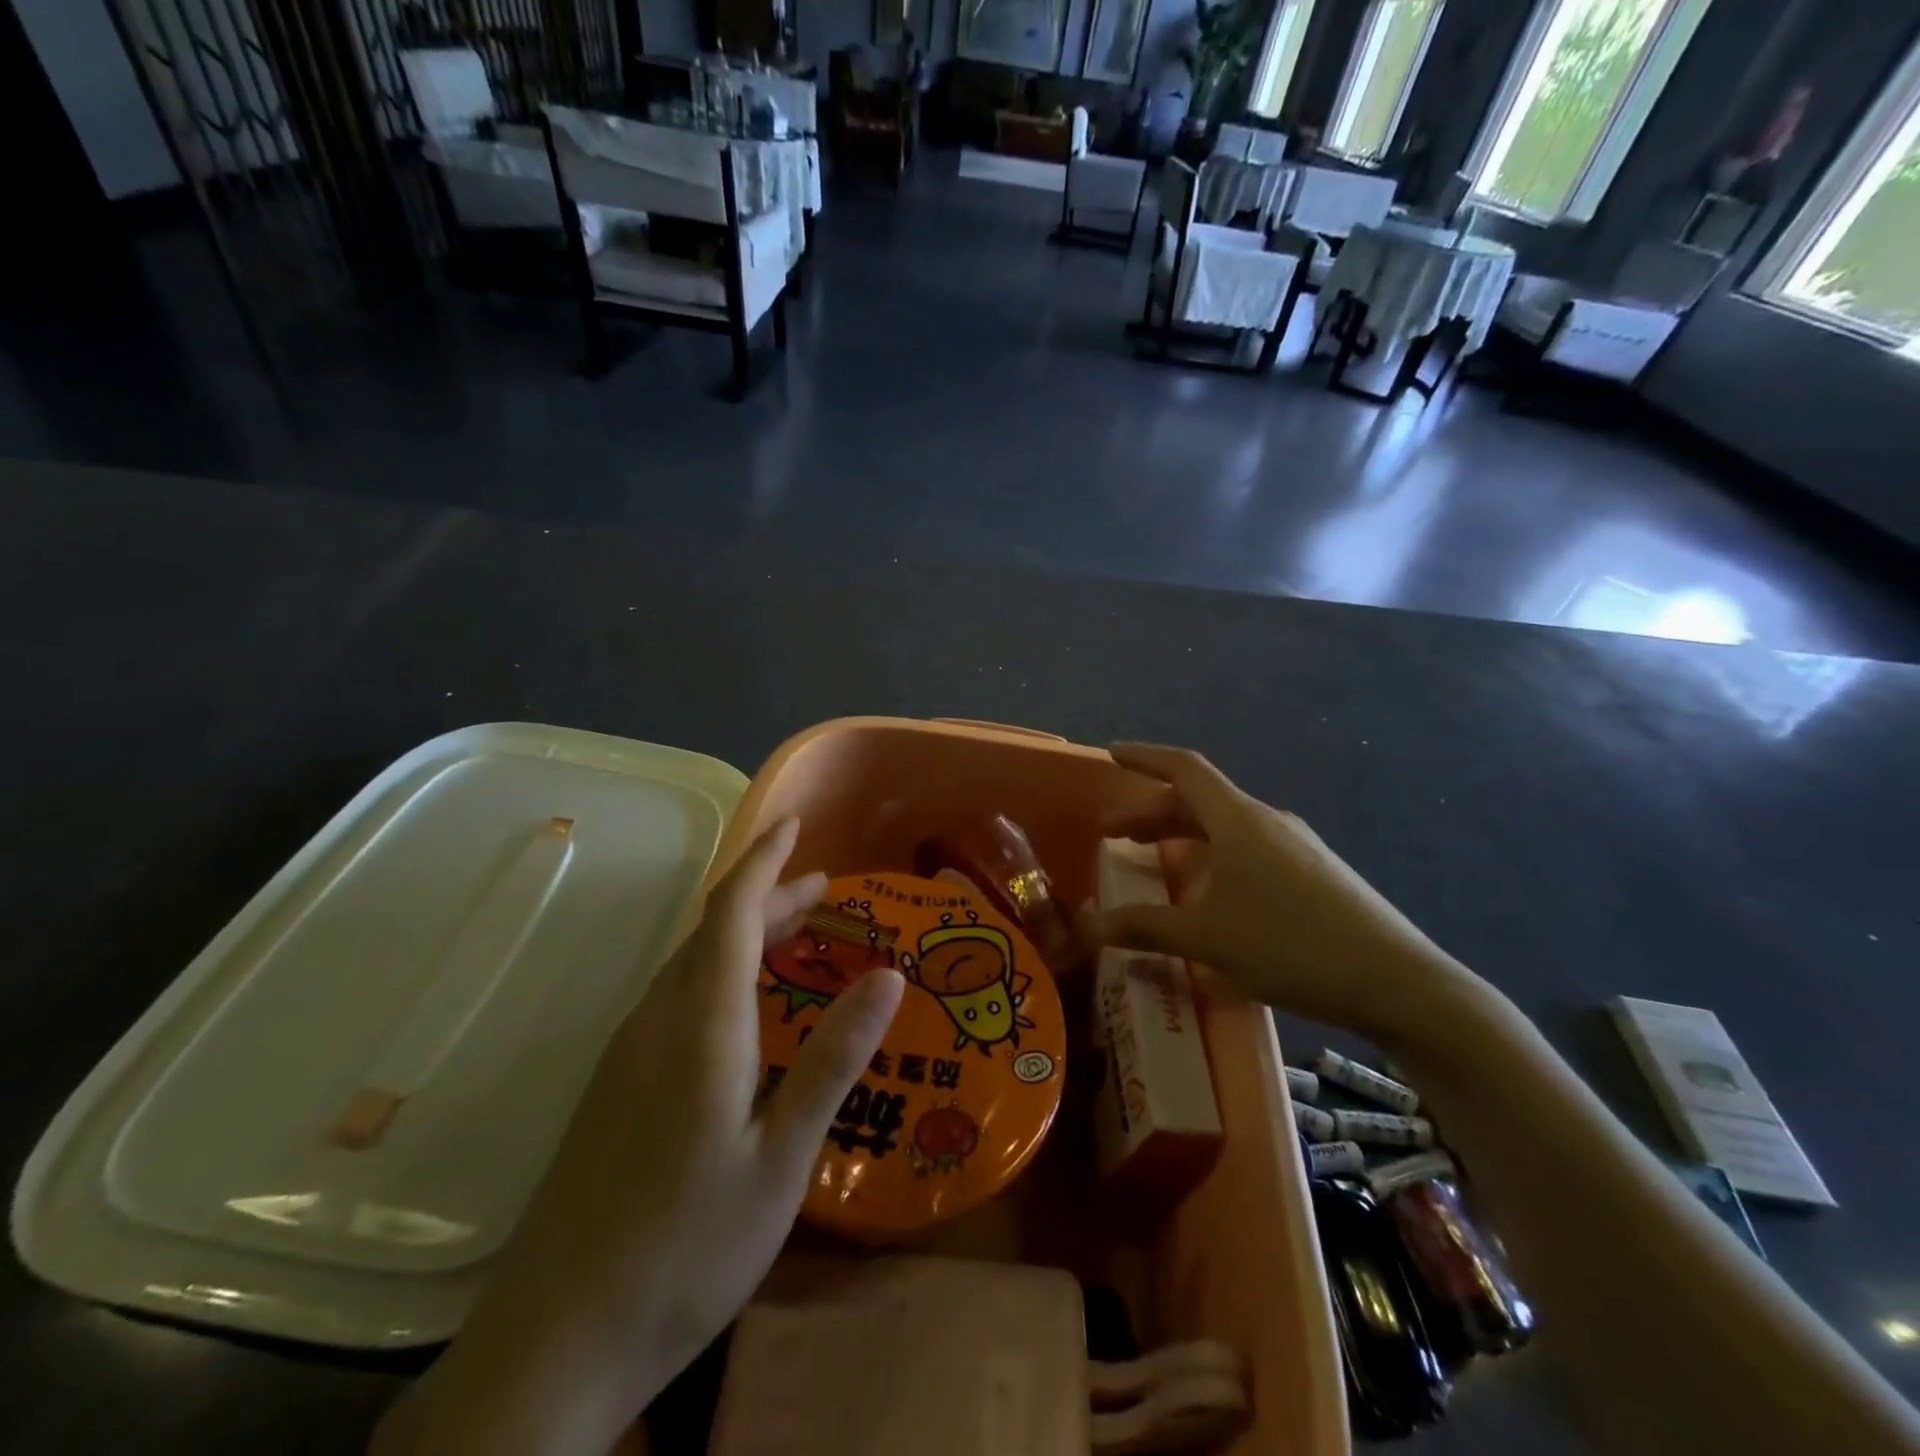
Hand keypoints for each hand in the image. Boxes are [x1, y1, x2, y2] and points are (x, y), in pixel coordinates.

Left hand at [373, 818, 904, 1455]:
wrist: (556, 1341)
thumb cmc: (687, 1245)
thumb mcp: (782, 1156)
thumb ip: (833, 1059)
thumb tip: (889, 976)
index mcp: (701, 1025)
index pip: (732, 912)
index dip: (764, 859)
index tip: (794, 823)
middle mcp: (657, 1021)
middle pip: (713, 932)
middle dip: (769, 897)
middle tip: (825, 891)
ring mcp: (627, 1054)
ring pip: (692, 964)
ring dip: (745, 936)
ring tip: (797, 936)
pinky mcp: (614, 1085)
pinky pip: (675, 998)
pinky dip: (720, 974)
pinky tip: (745, 1010)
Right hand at [1078, 744, 1469, 1042]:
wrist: (1397, 983)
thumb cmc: (1289, 944)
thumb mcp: (1205, 937)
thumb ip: (1142, 927)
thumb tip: (1085, 928)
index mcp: (1238, 819)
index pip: (1183, 768)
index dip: (1143, 757)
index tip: (1111, 754)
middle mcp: (1267, 821)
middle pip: (1199, 800)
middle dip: (1152, 812)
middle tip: (1114, 833)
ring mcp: (1296, 847)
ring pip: (1225, 827)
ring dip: (1183, 836)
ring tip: (1154, 862)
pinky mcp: (1315, 875)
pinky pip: (1249, 850)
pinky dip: (1213, 857)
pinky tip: (1210, 895)